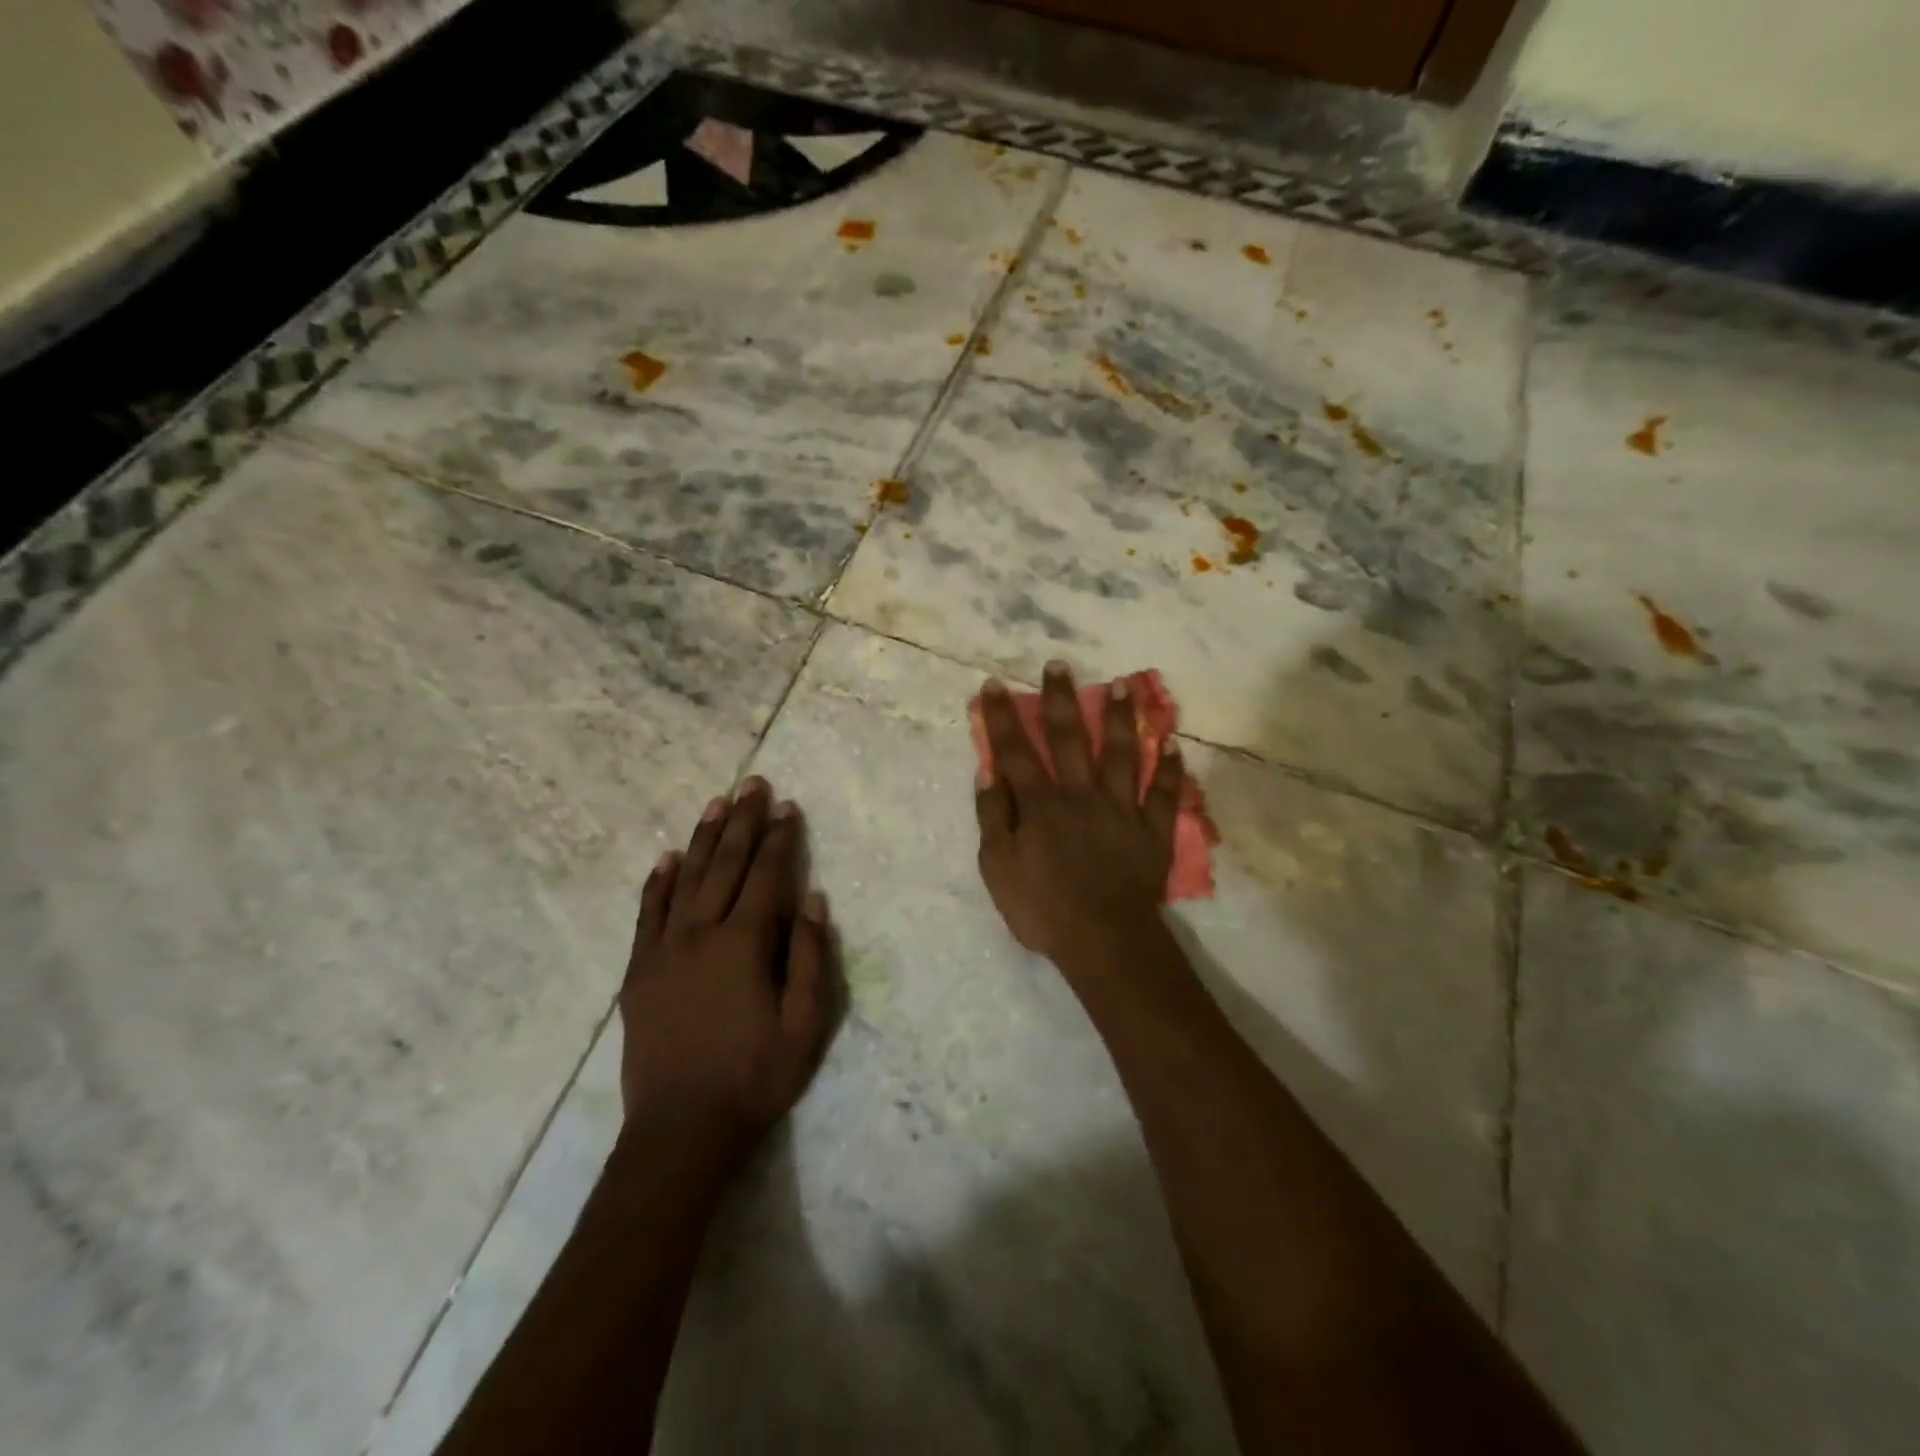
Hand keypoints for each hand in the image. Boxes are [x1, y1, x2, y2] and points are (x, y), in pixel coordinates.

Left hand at [620, 778, 835, 1169]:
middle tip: (752, 784)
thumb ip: (811, 957)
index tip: (787, 806)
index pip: (766, 876)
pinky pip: (647, 914)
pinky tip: (666, 858)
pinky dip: (657, 883)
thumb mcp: (806, 1024)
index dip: (779, 838)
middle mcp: (701, 934)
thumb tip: (812, 898)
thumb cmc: (755, 1077)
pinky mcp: (638, 971)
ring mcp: (663, 950)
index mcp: (744, 944)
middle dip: (742, 822)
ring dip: (702, 838)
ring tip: (715, 804)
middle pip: (725, 865)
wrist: (681, 1130)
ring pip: (685, 879)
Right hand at [974, 662, 1183, 971]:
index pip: (1017, 751)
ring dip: (1122, 717)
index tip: (995, 685)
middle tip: (1059, 665)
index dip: (1003, 717)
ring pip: (1123, 753)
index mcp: (1041, 804)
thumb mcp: (998, 868)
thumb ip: (993, 817)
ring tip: (1124, 684)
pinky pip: (1165, 794)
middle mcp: (1082, 794)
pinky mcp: (1154, 829)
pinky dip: (1170, 769)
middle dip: (1062, 699)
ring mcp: (1123, 808)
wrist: (1104, 940)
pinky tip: (1171, 744)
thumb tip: (988, 772)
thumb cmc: (1043, 908)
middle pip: (1071, 738)